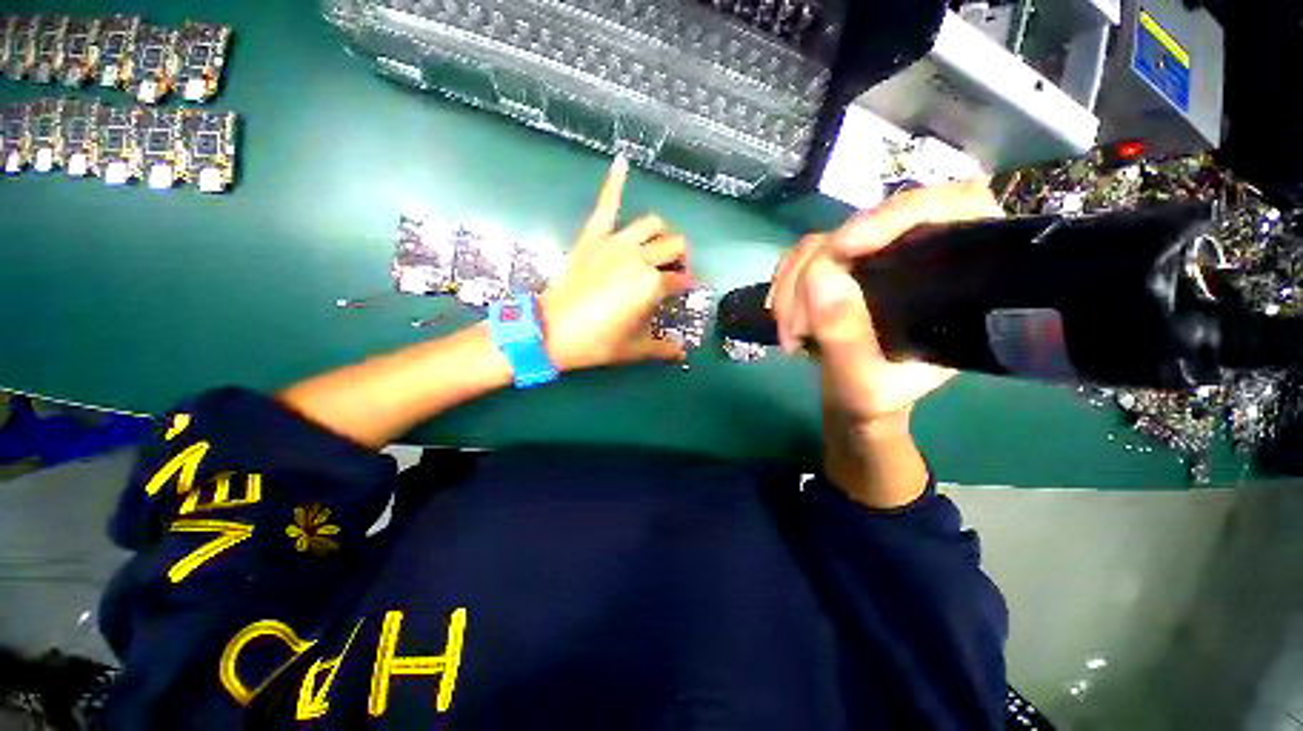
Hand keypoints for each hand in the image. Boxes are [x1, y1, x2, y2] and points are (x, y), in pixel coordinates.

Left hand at [541, 156, 696, 371]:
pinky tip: (623, 162)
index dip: (687, 285)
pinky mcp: (593, 237)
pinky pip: (606, 205)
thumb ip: (663, 350)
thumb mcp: (635, 349)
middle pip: (675, 245)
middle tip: (675, 271)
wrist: (552, 332)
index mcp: (652, 285)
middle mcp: (640, 258)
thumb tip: (683, 356)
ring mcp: (616, 243)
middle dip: (682, 257)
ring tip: (658, 245)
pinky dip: (615, 183)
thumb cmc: (597, 342)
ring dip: (662, 232)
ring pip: (651, 224)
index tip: (686, 291)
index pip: (682, 279)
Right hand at [770, 178, 1003, 435]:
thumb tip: (819, 277)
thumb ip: (846, 338)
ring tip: (792, 335)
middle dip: (817, 273)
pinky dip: (783, 288)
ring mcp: (867, 256)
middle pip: (862, 225)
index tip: (845, 248)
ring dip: (792, 288)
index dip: (896, 214)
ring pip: (819, 243)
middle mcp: (913, 253)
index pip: (950, 206)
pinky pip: (797, 258)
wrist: (850, 397)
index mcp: (955, 274)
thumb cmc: (875, 396)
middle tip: (799, 327)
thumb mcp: (863, 383)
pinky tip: (784, 321)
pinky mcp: (833, 265)